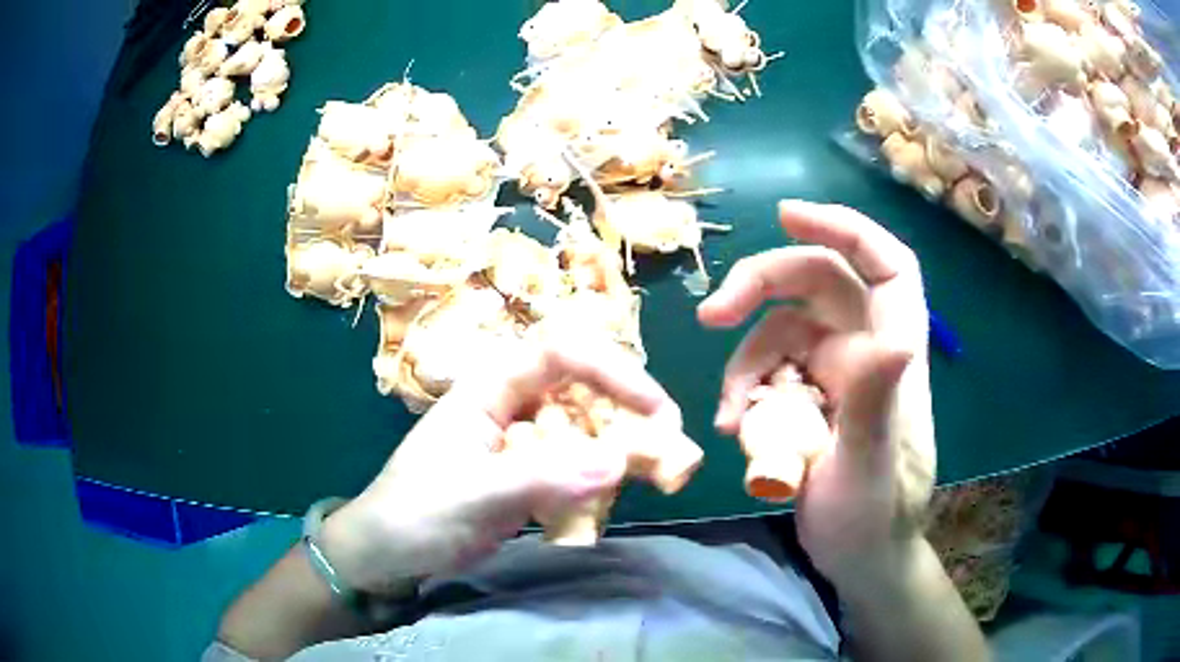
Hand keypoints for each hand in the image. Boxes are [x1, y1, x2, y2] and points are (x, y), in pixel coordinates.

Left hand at [321, 339, 682, 593]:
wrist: (387, 553)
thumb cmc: (416, 514)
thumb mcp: (475, 495)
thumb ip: (544, 478)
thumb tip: (621, 462)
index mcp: (491, 387)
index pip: (561, 353)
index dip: (613, 370)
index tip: (656, 409)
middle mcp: (513, 403)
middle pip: (585, 388)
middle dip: (632, 412)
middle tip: (670, 449)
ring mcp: (523, 440)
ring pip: (588, 427)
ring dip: (625, 447)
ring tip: (662, 476)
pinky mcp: (529, 473)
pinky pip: (579, 464)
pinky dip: (604, 477)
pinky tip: (617, 498)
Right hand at [698, 201, 934, 582]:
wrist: (858, 557)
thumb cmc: (873, 518)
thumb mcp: (868, 471)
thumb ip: (875, 408)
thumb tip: (893, 345)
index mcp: (893, 354)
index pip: (887, 266)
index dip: (844, 229)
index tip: (786, 217)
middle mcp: (864, 350)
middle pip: (815, 284)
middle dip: (760, 290)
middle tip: (711, 318)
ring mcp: (833, 373)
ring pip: (780, 330)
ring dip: (744, 363)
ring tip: (731, 417)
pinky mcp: (807, 397)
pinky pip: (766, 372)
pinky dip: (744, 391)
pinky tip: (734, 429)